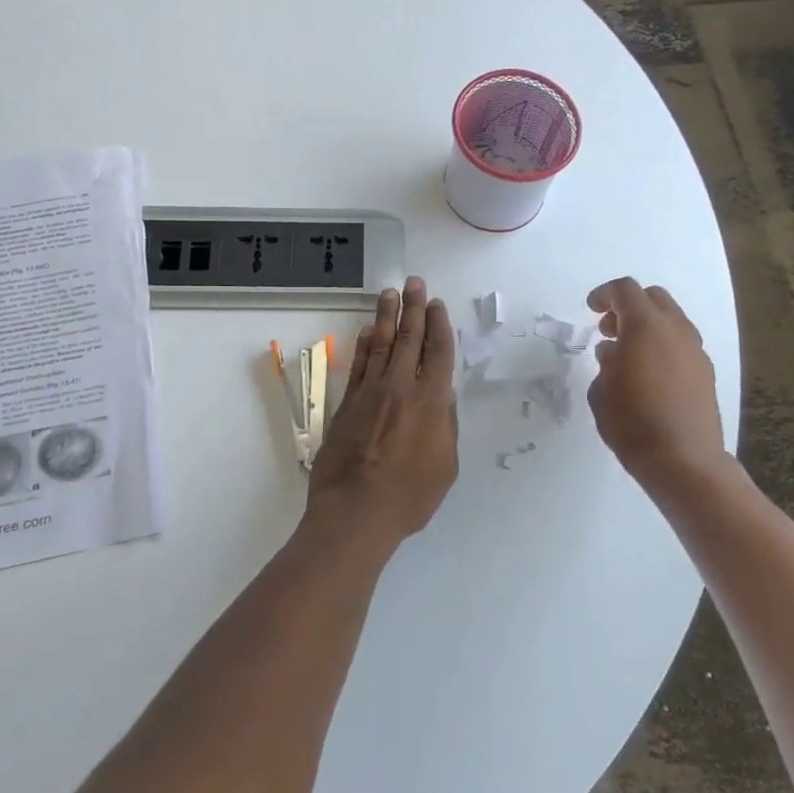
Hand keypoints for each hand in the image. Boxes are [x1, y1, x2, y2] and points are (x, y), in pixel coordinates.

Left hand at [307, 277, 459, 547]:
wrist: (355, 510)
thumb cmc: (409, 496)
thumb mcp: (445, 467)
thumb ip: (446, 427)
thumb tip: (443, 396)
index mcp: (431, 402)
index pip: (438, 353)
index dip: (438, 325)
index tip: (437, 304)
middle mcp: (401, 388)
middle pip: (410, 339)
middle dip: (414, 308)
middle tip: (414, 282)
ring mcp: (371, 392)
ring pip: (382, 345)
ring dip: (387, 317)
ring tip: (390, 293)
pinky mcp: (347, 403)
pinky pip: (359, 365)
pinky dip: (365, 345)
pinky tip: (369, 331)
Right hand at [586, 277, 735, 503]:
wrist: (684, 462)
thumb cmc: (632, 423)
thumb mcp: (601, 390)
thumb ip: (606, 362)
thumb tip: (615, 352)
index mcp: (646, 326)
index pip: (625, 290)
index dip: (604, 294)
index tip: (590, 309)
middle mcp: (675, 330)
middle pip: (653, 298)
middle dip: (628, 306)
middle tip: (609, 329)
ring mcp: (695, 351)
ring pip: (671, 320)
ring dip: (647, 326)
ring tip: (627, 354)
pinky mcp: (706, 372)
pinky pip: (681, 344)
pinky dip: (662, 345)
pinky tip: (648, 374)